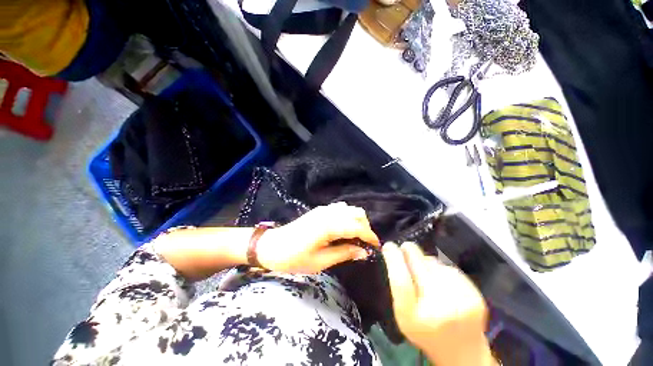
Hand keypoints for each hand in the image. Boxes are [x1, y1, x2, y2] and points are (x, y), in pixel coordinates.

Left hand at [256, 202, 379, 273]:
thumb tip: (363, 252)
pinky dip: (347, 217)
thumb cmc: (293, 258)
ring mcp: (323, 209)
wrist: (271, 246)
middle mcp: (328, 213)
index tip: (376, 247)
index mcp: (329, 226)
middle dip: (365, 227)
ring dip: (357, 221)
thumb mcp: (320, 261)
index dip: (370, 236)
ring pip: (349, 209)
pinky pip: (340, 209)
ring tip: (355, 238)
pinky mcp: (319, 210)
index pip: (357, 226)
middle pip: (357, 213)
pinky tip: (343, 229)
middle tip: (364, 244)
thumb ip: (343, 253)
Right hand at [383, 242, 494, 365]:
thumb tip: (397, 255)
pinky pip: (450, 269)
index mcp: (414, 318)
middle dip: (409, 251)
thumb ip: (399, 288)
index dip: (394, 259)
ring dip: (426, 263)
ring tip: (427, 275)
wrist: (464, 354)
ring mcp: (461, 302)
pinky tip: (443, 282)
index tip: (389, 246)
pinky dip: (442, 270)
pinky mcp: (475, 296)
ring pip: (435, 264)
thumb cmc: (426, 333)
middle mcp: (438, 310)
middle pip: (419, 266)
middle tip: (405, 246)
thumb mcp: (403, 316)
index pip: (401, 281)